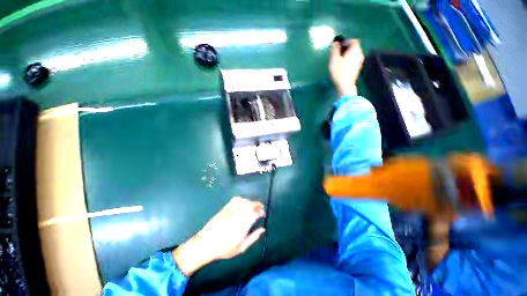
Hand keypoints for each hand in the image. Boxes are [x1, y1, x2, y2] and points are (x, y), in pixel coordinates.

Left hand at [173, 197, 265, 275]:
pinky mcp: (225, 208)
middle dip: (257, 205)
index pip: (255, 213)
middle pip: (250, 205)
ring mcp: (231, 210)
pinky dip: (242, 199)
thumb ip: (253, 238)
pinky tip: (244, 202)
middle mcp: (238, 215)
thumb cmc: (224, 248)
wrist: (205, 243)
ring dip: (251, 202)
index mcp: (243, 225)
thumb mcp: (240, 248)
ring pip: (244, 201)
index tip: (263, 213)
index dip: (261, 211)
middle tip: (261, 208)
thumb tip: (262, 229)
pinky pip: (235, 200)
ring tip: (254, 205)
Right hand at [329, 39, 364, 95]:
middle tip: (337, 54)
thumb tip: (336, 42)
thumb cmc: (339, 71)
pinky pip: (354, 60)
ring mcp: (360, 62)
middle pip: (354, 47)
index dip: (345, 42)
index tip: (338, 47)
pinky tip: (342, 67)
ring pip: (354, 54)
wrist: (345, 85)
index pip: (352, 40)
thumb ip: (335, 49)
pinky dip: (349, 61)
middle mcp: (360, 54)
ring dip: (347, 55)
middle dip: (345, 49)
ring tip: (339, 61)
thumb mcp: (334, 59)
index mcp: (355, 49)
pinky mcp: (358, 68)